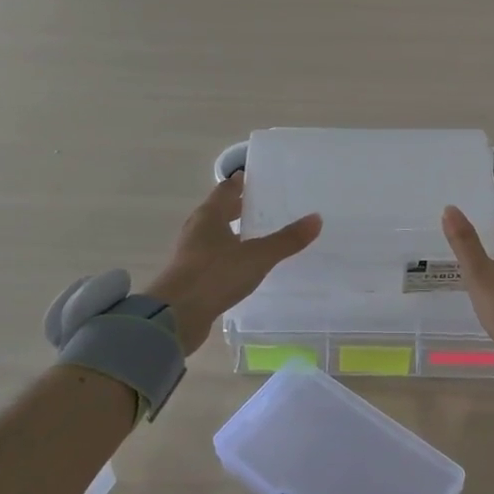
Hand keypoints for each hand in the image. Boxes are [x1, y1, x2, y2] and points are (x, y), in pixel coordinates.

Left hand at [146, 173, 322, 353]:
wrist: (177, 315)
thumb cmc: (215, 275)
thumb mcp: (257, 256)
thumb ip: (286, 240)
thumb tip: (316, 218)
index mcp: (209, 216)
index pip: (225, 190)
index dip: (240, 183)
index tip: (256, 179)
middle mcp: (196, 229)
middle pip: (218, 211)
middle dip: (238, 208)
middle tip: (262, 206)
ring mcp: (190, 254)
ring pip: (214, 235)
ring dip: (232, 233)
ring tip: (256, 235)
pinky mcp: (190, 277)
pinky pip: (212, 258)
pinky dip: (227, 256)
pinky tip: (242, 265)